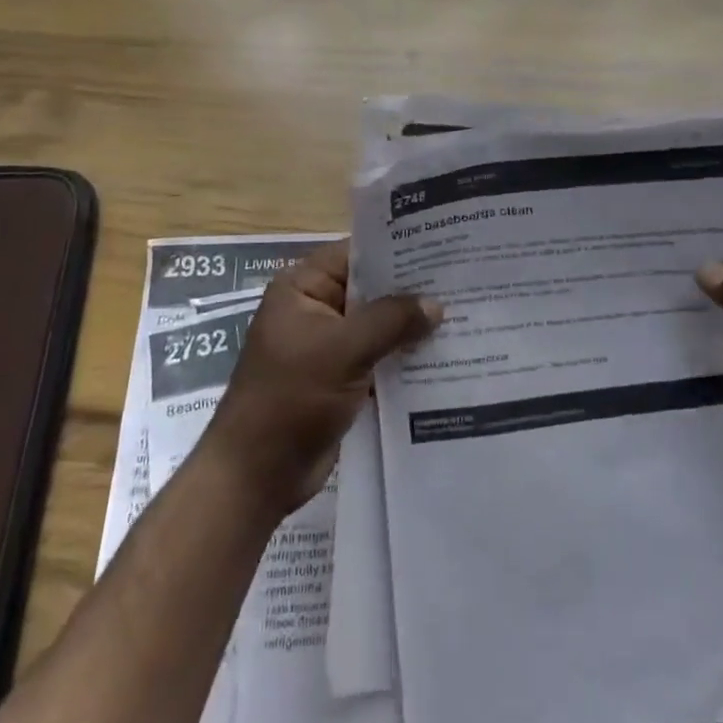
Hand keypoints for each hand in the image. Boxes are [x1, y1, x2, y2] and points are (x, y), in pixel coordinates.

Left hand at [203, 240, 441, 520]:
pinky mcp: (341, 379)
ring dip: (412, 327)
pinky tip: (445, 356)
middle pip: (371, 290)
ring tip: (466, 315)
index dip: (397, 250)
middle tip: (464, 282)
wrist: (257, 475)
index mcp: (303, 288)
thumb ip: (391, 321)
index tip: (442, 248)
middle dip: (412, 291)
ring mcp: (328, 346)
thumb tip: (436, 304)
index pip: (356, 254)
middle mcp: (316, 309)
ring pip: (378, 326)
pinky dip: (404, 358)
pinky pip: (378, 358)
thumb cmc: (291, 398)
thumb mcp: (343, 350)